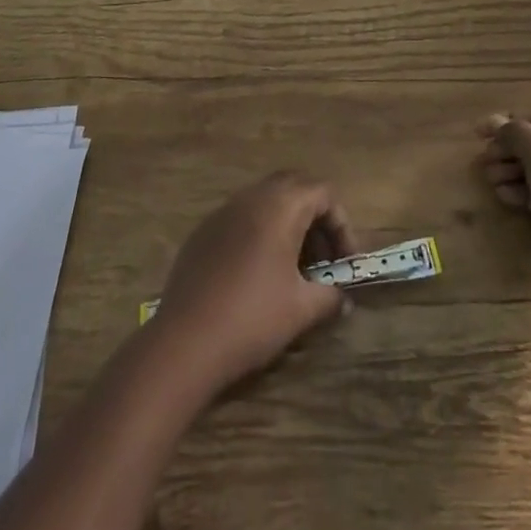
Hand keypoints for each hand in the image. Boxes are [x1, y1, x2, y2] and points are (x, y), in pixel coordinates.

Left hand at [152, 172, 358, 392]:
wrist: (184, 342)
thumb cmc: (252, 318)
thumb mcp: (301, 310)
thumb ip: (329, 296)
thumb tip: (343, 298)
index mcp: (280, 206)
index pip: (323, 192)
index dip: (342, 224)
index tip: (345, 262)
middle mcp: (251, 197)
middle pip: (294, 188)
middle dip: (315, 217)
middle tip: (323, 258)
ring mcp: (223, 211)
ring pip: (265, 201)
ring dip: (287, 224)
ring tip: (294, 269)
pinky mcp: (203, 231)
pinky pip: (241, 218)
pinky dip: (259, 233)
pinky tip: (258, 274)